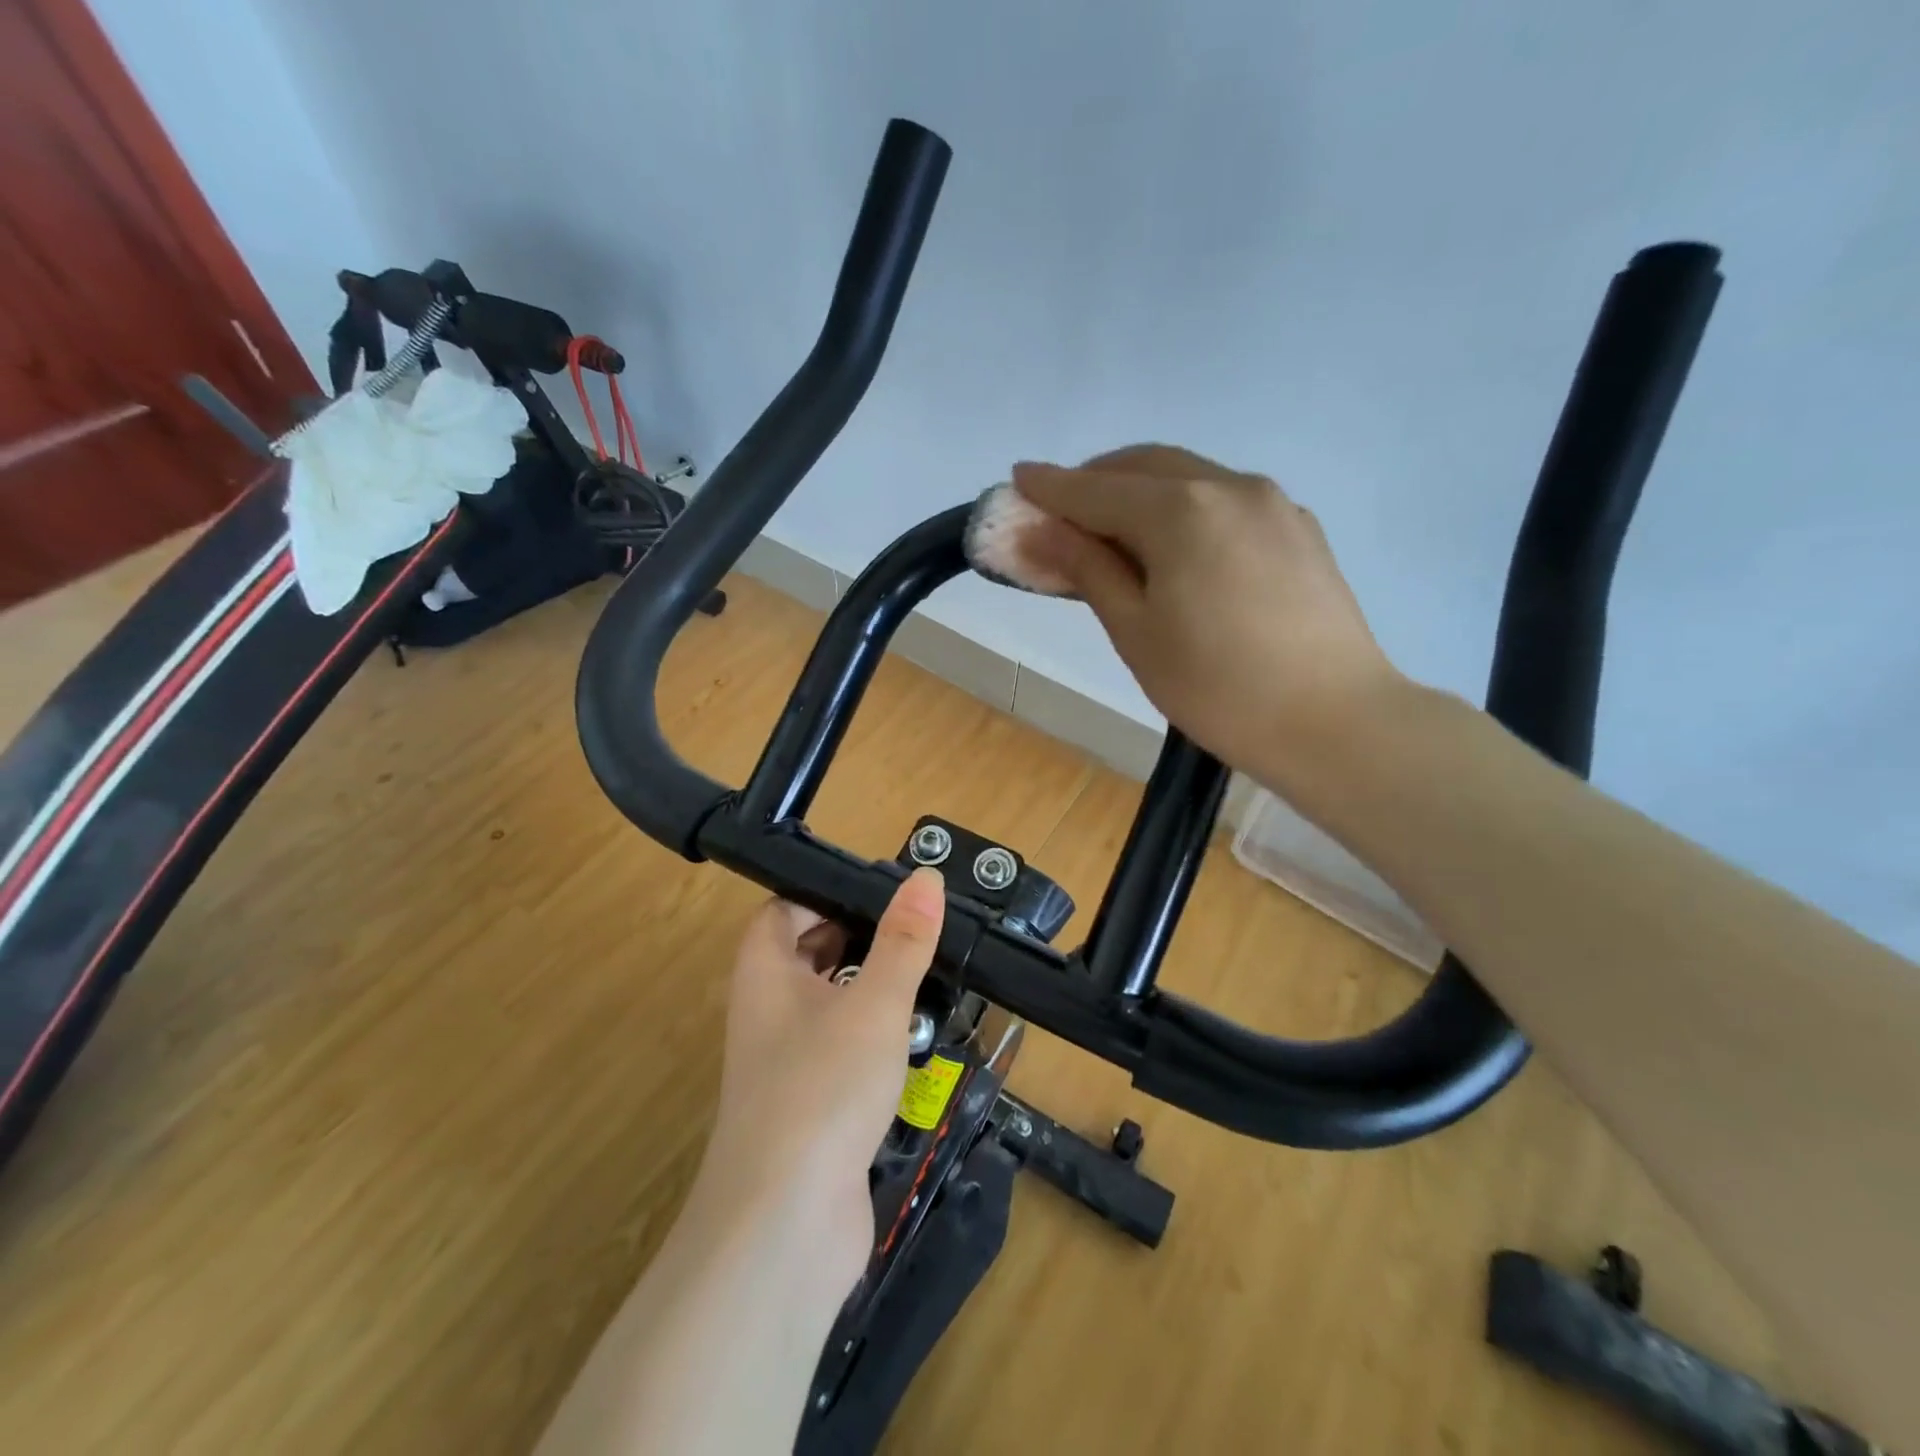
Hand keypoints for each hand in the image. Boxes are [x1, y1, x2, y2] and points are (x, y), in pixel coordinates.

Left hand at [694, 869, 946, 1290]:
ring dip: (874, 990)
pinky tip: (920, 1039)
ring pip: (832, 1005)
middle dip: (861, 938)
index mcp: (766, 973)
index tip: (885, 889)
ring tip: (933, 972)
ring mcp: (788, 1064)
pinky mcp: (812, 1108)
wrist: (784, 1228)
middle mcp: (768, 1012)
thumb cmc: (823, 1088)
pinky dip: (877, 1038)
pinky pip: (844, 1053)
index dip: (827, 893)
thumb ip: (903, 940)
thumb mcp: (874, 1003)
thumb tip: (925, 876)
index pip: (785, 909)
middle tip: (920, 927)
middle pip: (810, 954)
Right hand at [1011, 444, 1404, 792]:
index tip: (1017, 478)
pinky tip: (1177, 547)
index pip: (1097, 489)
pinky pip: (1225, 500)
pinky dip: (1185, 508)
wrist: (1334, 722)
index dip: (1052, 487)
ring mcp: (1273, 503)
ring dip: (1142, 491)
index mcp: (1181, 510)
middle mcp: (1229, 486)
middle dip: (1097, 480)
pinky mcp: (1299, 528)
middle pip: (1146, 466)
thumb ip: (1086, 569)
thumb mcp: (1135, 632)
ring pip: (1190, 478)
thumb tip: (1038, 531)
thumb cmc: (1216, 687)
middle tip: (1062, 512)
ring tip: (1114, 532)